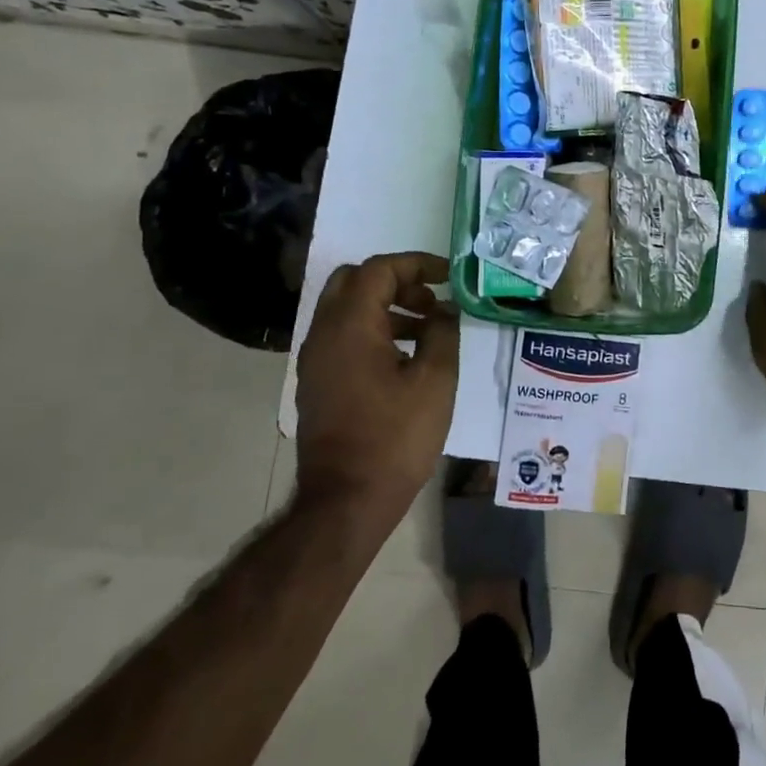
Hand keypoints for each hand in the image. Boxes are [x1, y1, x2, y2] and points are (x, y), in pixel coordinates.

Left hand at [295, 251, 457, 516]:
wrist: (346, 500)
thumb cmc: (396, 436)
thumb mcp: (436, 380)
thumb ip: (443, 333)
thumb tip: (444, 311)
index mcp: (350, 326)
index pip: (379, 269)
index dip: (417, 264)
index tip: (449, 277)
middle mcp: (324, 334)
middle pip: (354, 281)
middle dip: (396, 281)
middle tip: (430, 300)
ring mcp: (315, 360)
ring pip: (347, 309)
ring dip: (386, 307)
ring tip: (428, 331)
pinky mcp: (317, 383)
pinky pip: (342, 337)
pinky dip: (372, 330)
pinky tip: (405, 359)